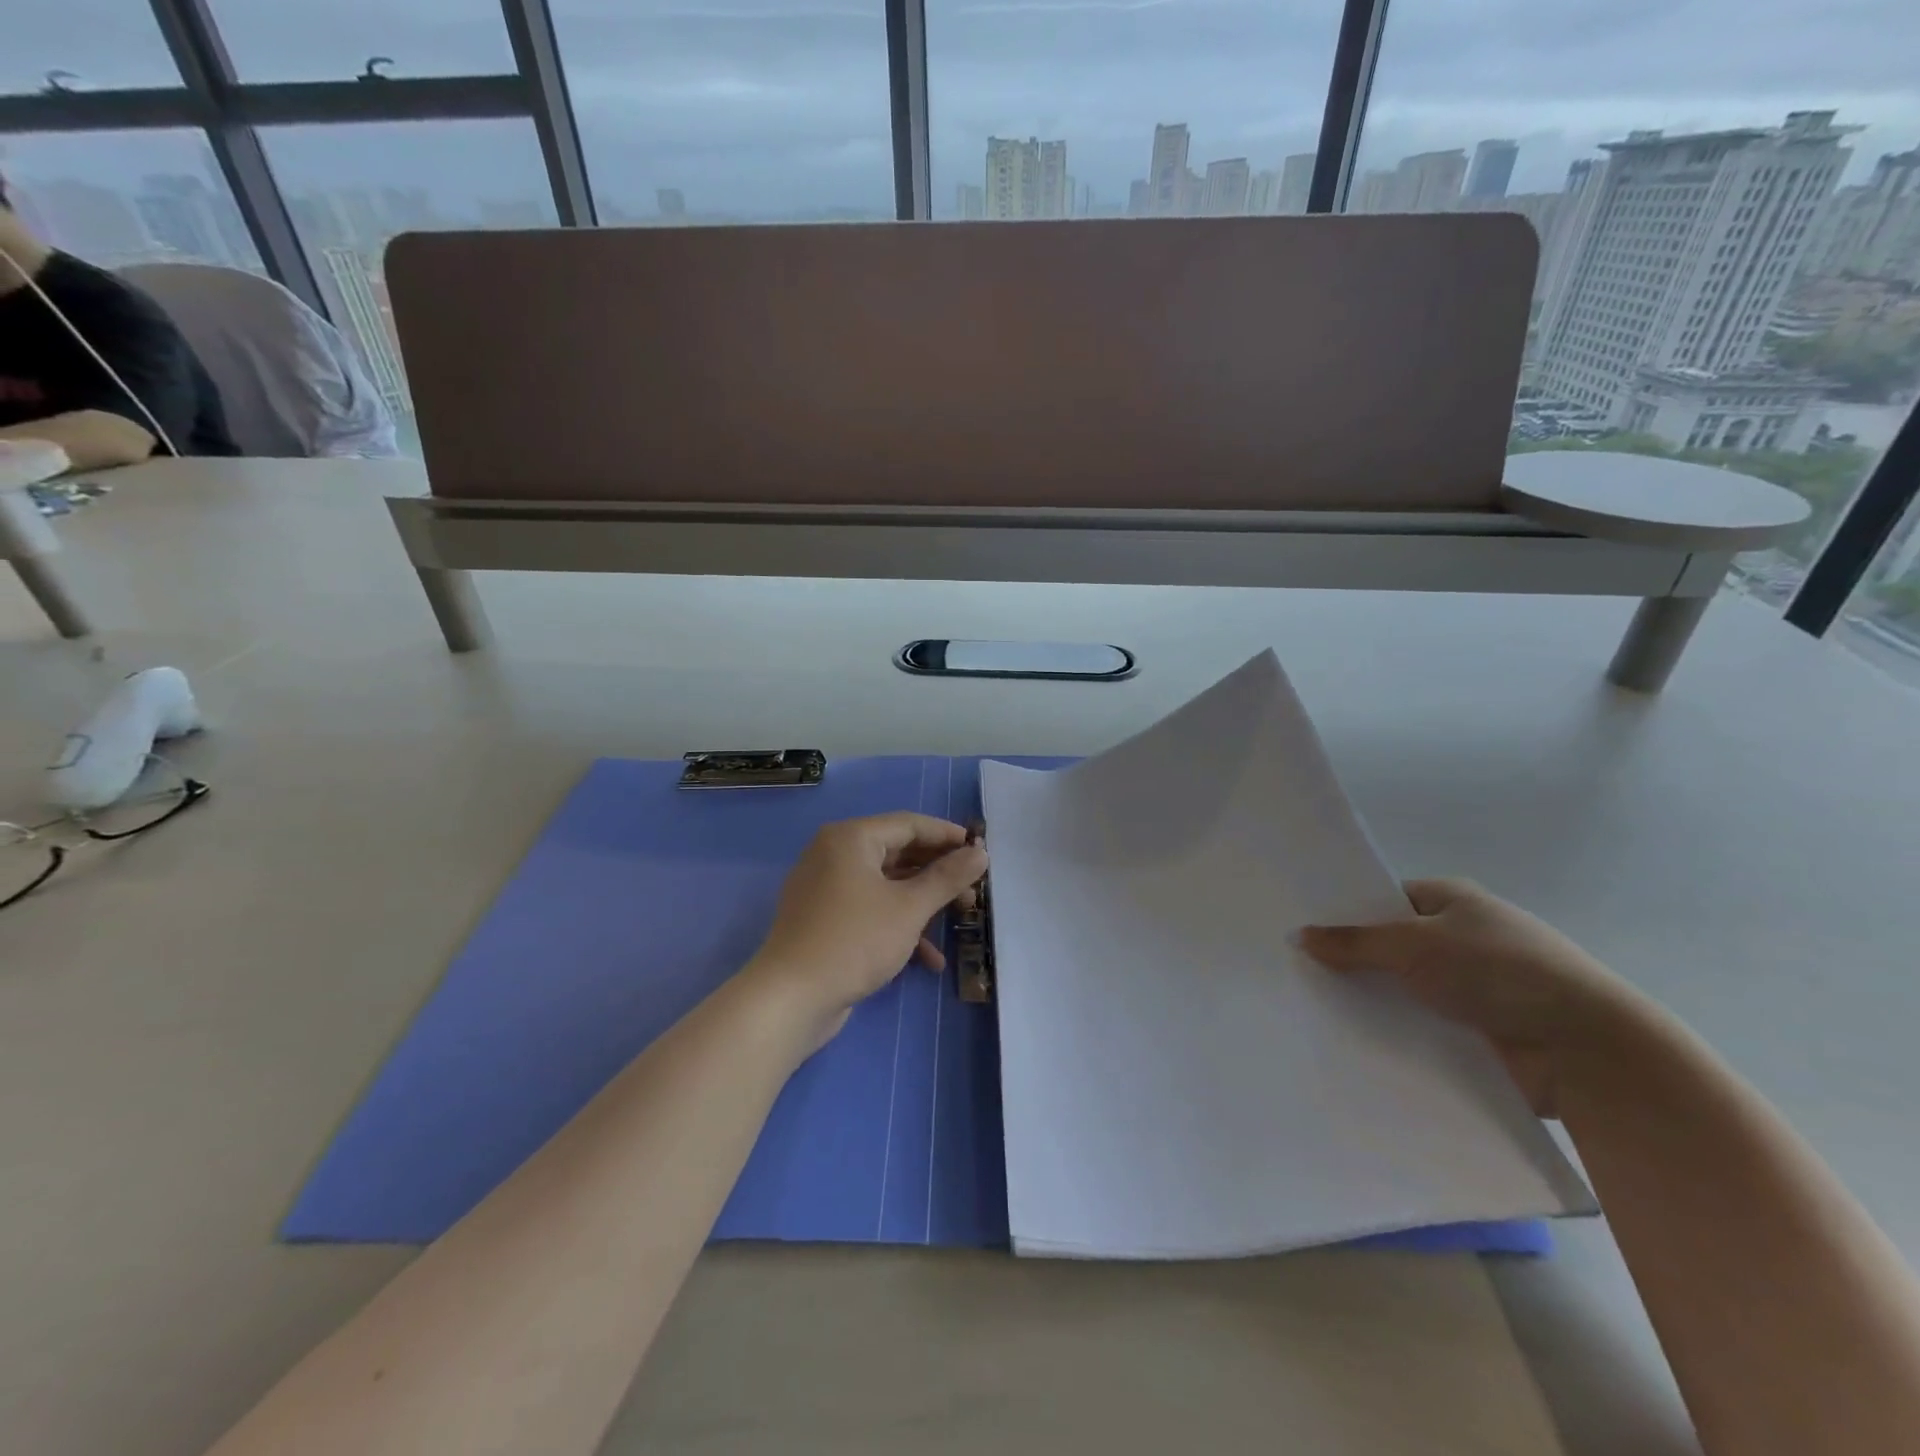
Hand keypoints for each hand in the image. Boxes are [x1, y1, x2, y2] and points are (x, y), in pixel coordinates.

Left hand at [744, 814, 988, 1044]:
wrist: (790, 999)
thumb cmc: (854, 941)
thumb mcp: (909, 908)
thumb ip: (947, 878)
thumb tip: (981, 853)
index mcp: (851, 838)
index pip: (910, 824)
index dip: (948, 836)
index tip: (981, 852)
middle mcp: (836, 854)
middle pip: (899, 853)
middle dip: (939, 874)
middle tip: (973, 891)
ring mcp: (827, 888)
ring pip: (887, 884)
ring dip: (924, 902)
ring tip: (961, 921)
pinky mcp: (826, 920)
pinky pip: (871, 910)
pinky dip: (899, 926)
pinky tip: (929, 959)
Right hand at [1300, 878, 1650, 1115]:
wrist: (1587, 1050)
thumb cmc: (1499, 972)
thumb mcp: (1414, 945)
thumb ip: (1353, 942)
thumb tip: (1298, 935)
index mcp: (1452, 901)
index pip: (1384, 899)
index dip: (1344, 911)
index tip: (1300, 928)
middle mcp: (1461, 938)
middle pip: (1390, 946)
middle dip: (1350, 959)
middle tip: (1294, 969)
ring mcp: (1472, 986)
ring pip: (1403, 988)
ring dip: (1371, 998)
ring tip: (1309, 1006)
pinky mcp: (1477, 1031)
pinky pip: (1421, 1024)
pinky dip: (1394, 1030)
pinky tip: (1350, 1038)